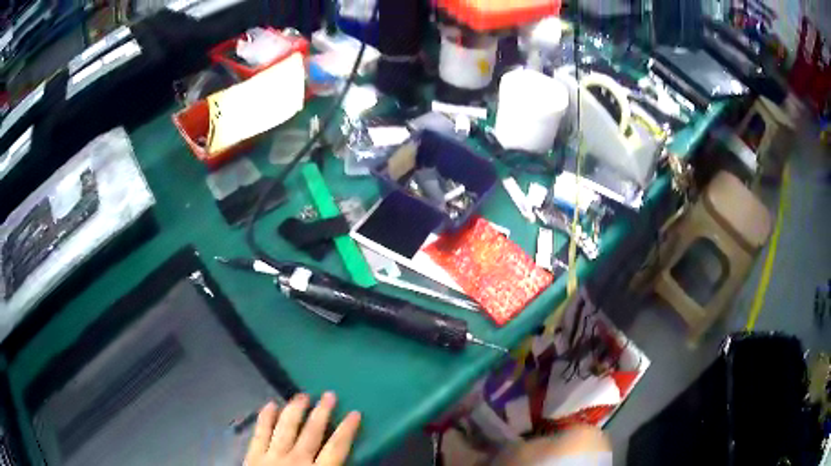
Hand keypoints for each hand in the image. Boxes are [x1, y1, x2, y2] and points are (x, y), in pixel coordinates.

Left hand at [244, 392, 360, 465]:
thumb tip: (349, 464)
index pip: (336, 448)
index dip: (347, 430)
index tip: (355, 413)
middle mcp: (297, 460)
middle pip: (312, 432)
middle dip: (322, 412)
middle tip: (329, 394)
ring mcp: (272, 456)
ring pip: (286, 427)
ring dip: (295, 410)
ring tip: (302, 395)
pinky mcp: (254, 456)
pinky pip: (260, 433)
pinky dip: (265, 418)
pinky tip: (270, 405)